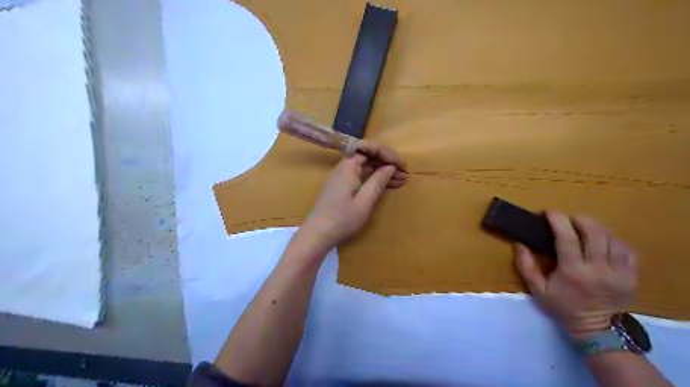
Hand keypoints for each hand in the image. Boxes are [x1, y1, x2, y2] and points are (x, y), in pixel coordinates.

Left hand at [300, 141, 404, 250]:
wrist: (317, 234)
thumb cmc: (342, 219)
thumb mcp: (364, 201)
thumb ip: (378, 181)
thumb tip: (390, 166)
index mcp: (348, 166)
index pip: (370, 148)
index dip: (388, 154)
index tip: (402, 165)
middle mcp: (344, 167)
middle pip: (368, 156)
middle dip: (387, 163)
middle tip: (405, 173)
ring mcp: (342, 177)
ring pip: (366, 167)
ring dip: (383, 172)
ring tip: (401, 180)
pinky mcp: (342, 186)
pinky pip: (361, 176)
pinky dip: (374, 179)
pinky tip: (387, 186)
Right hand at [514, 211, 637, 338]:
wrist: (596, 329)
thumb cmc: (562, 307)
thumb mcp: (538, 289)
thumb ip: (526, 266)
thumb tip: (518, 243)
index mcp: (573, 272)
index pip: (567, 238)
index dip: (558, 221)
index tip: (549, 212)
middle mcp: (599, 269)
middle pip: (594, 233)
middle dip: (579, 219)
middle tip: (568, 218)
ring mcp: (619, 272)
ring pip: (612, 238)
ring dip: (596, 227)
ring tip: (583, 227)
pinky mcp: (632, 276)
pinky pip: (626, 249)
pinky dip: (613, 240)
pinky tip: (602, 241)